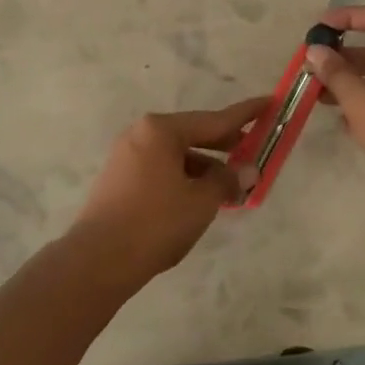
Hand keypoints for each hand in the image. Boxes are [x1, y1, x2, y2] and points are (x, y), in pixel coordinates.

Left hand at [70, 98, 265, 286]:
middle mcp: (141, 134)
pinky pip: (161, 169)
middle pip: (193, 134)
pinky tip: (200, 198)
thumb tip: (248, 171)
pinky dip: (184, 178)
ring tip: (230, 187)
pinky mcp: (119, 180)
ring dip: (205, 167)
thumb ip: (228, 181)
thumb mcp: (201, 202)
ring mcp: (127, 156)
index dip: (245, 114)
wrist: (96, 262)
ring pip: (177, 154)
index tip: (268, 102)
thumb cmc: (155, 223)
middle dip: (225, 144)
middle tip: (254, 149)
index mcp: (161, 130)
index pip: (214, 119)